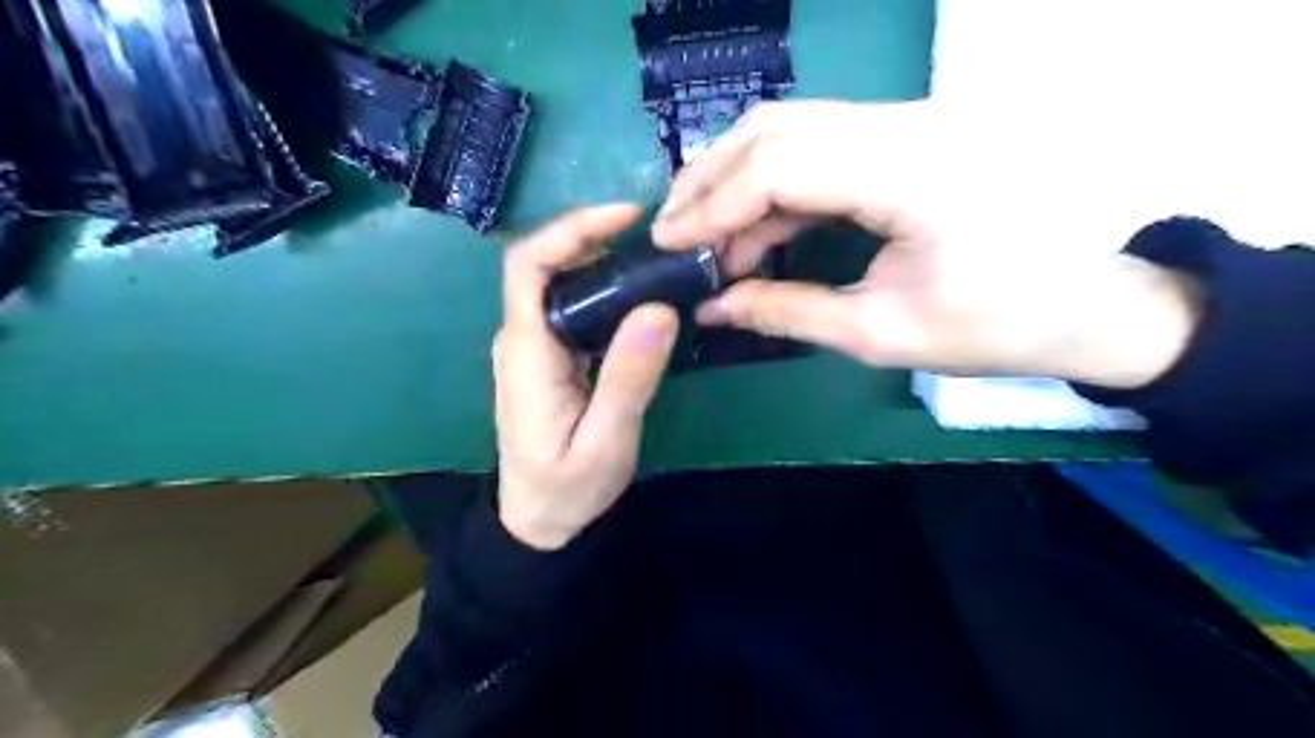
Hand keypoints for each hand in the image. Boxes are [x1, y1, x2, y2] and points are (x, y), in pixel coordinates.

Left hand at [493, 205, 676, 549]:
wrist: (537, 521)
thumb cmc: (566, 489)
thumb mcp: (605, 443)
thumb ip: (628, 380)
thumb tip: (659, 309)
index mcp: (527, 351)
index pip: (529, 264)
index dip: (572, 228)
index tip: (626, 217)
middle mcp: (523, 337)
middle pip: (550, 264)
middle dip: (601, 238)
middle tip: (662, 239)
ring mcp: (536, 346)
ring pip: (566, 284)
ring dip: (609, 263)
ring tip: (664, 261)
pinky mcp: (551, 357)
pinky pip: (577, 308)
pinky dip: (611, 292)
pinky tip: (647, 298)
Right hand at [650, 100, 1199, 389]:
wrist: (1085, 304)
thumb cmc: (995, 328)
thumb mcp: (881, 333)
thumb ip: (786, 312)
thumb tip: (713, 308)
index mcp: (915, 174)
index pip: (783, 163)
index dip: (714, 202)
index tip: (669, 242)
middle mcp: (911, 125)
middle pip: (780, 127)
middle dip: (712, 179)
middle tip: (673, 230)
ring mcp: (912, 121)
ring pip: (795, 127)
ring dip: (738, 177)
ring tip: (704, 233)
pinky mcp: (908, 135)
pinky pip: (821, 144)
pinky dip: (775, 183)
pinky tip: (753, 226)